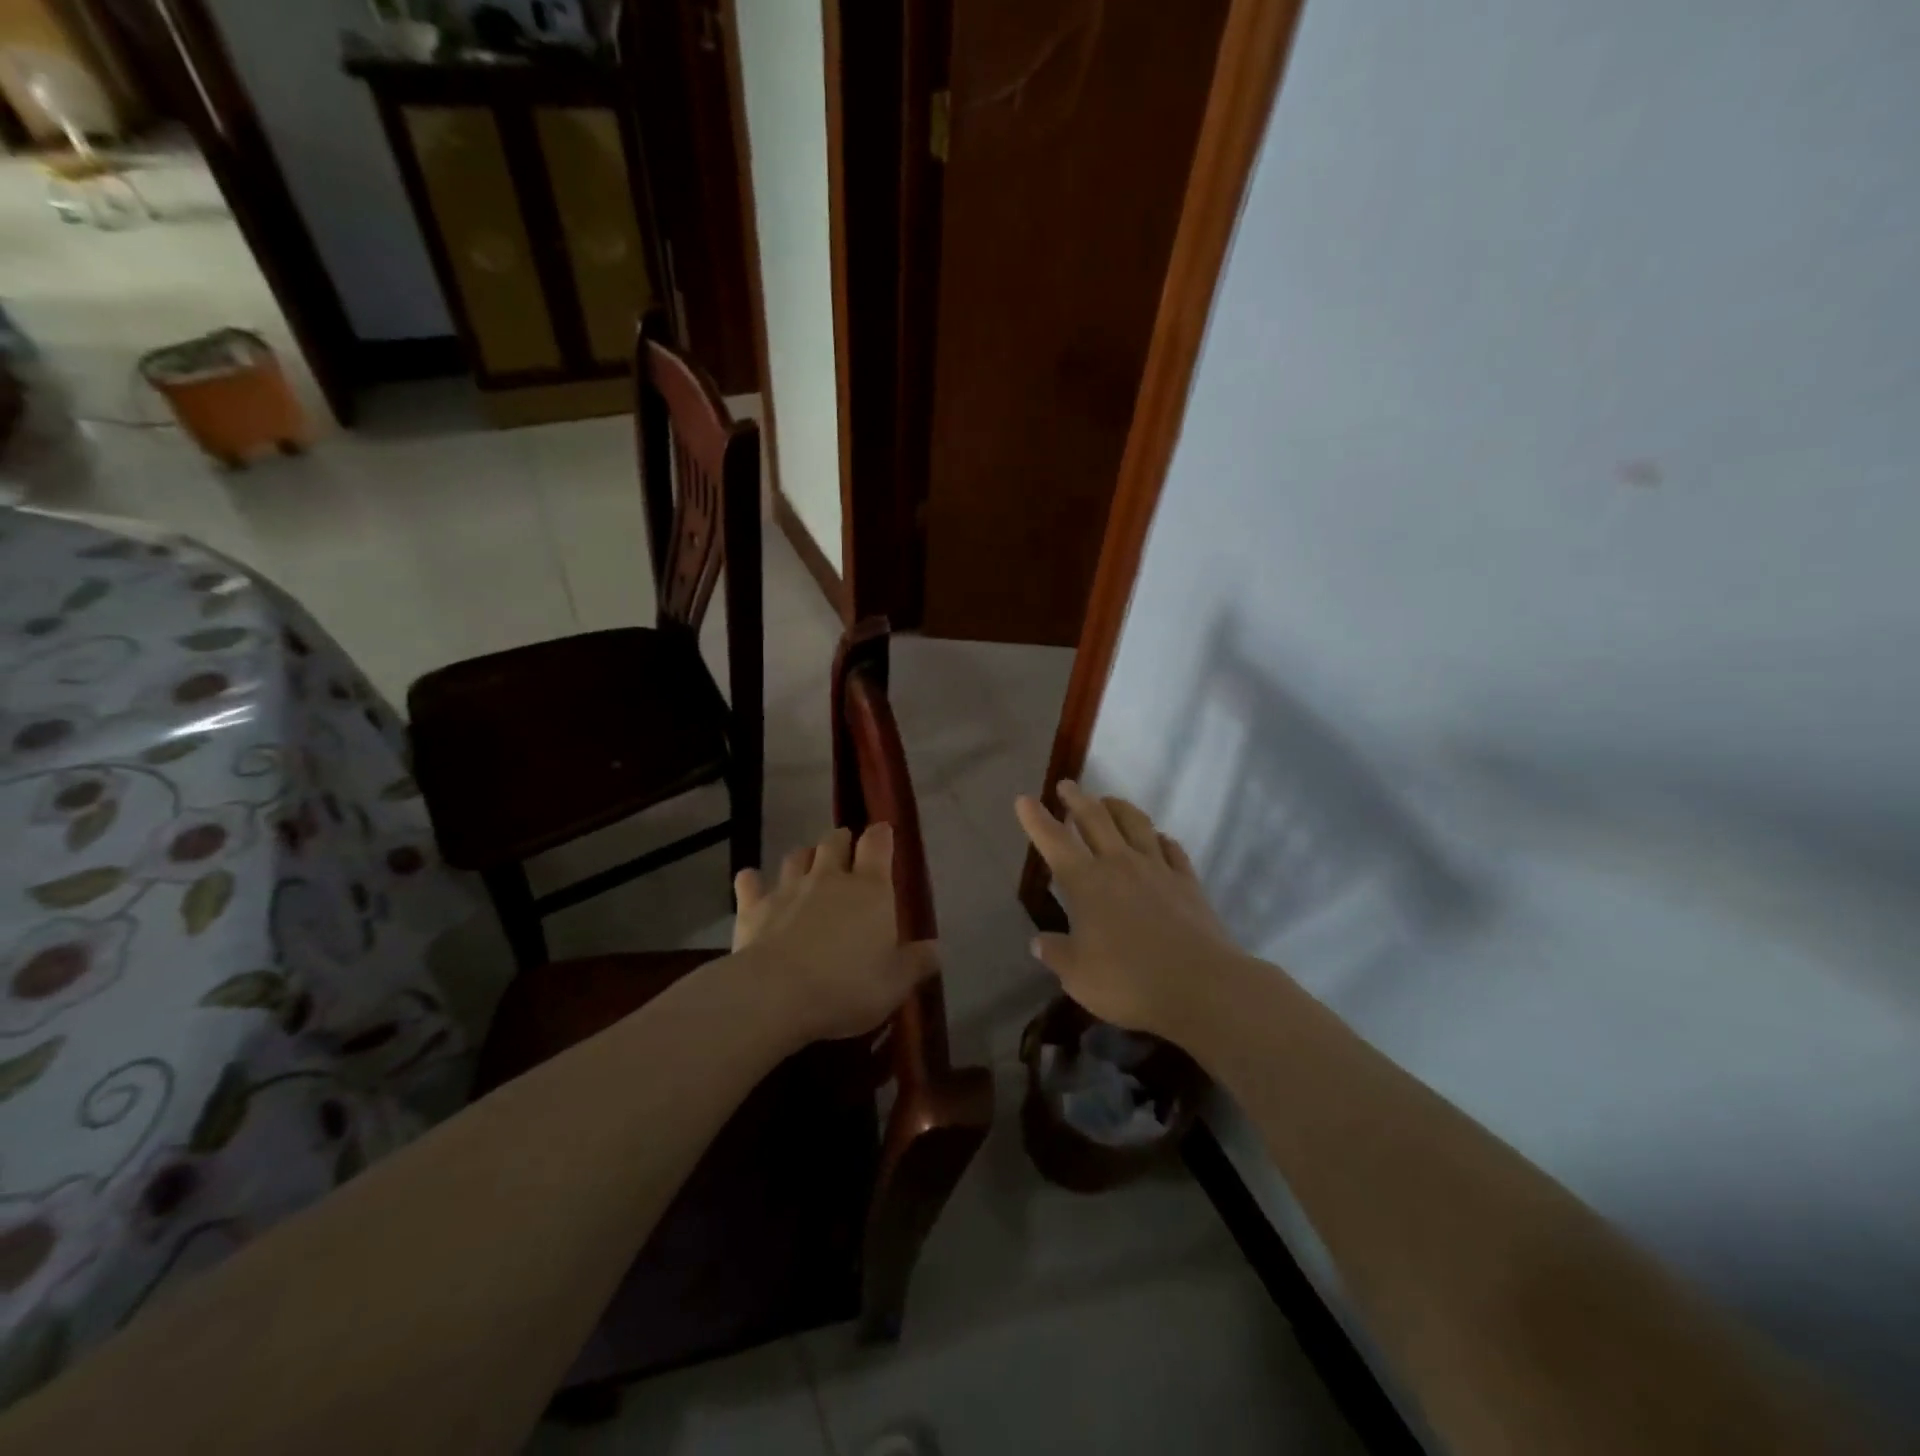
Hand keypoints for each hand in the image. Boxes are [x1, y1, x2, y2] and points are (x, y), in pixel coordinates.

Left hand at [731, 824, 935, 1044]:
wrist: (776, 994)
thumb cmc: (847, 986)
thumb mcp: (894, 983)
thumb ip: (917, 962)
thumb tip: (938, 949)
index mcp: (870, 889)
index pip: (878, 844)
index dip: (881, 835)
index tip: (883, 832)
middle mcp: (830, 878)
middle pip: (835, 841)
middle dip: (841, 840)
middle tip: (845, 849)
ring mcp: (789, 888)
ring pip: (797, 856)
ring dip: (804, 857)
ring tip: (807, 866)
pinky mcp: (754, 907)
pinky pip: (751, 882)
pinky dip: (753, 880)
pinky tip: (752, 882)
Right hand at [1015, 782, 1240, 1036]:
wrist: (1201, 985)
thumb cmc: (1128, 981)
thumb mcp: (1078, 976)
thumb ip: (1056, 953)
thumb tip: (1039, 941)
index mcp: (1086, 882)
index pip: (1054, 841)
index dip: (1036, 819)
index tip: (1024, 799)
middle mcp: (1120, 864)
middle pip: (1095, 819)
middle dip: (1077, 799)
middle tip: (1067, 785)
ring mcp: (1158, 869)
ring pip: (1136, 823)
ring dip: (1118, 807)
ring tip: (1109, 800)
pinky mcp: (1187, 882)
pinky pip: (1172, 849)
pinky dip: (1160, 838)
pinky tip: (1158, 838)